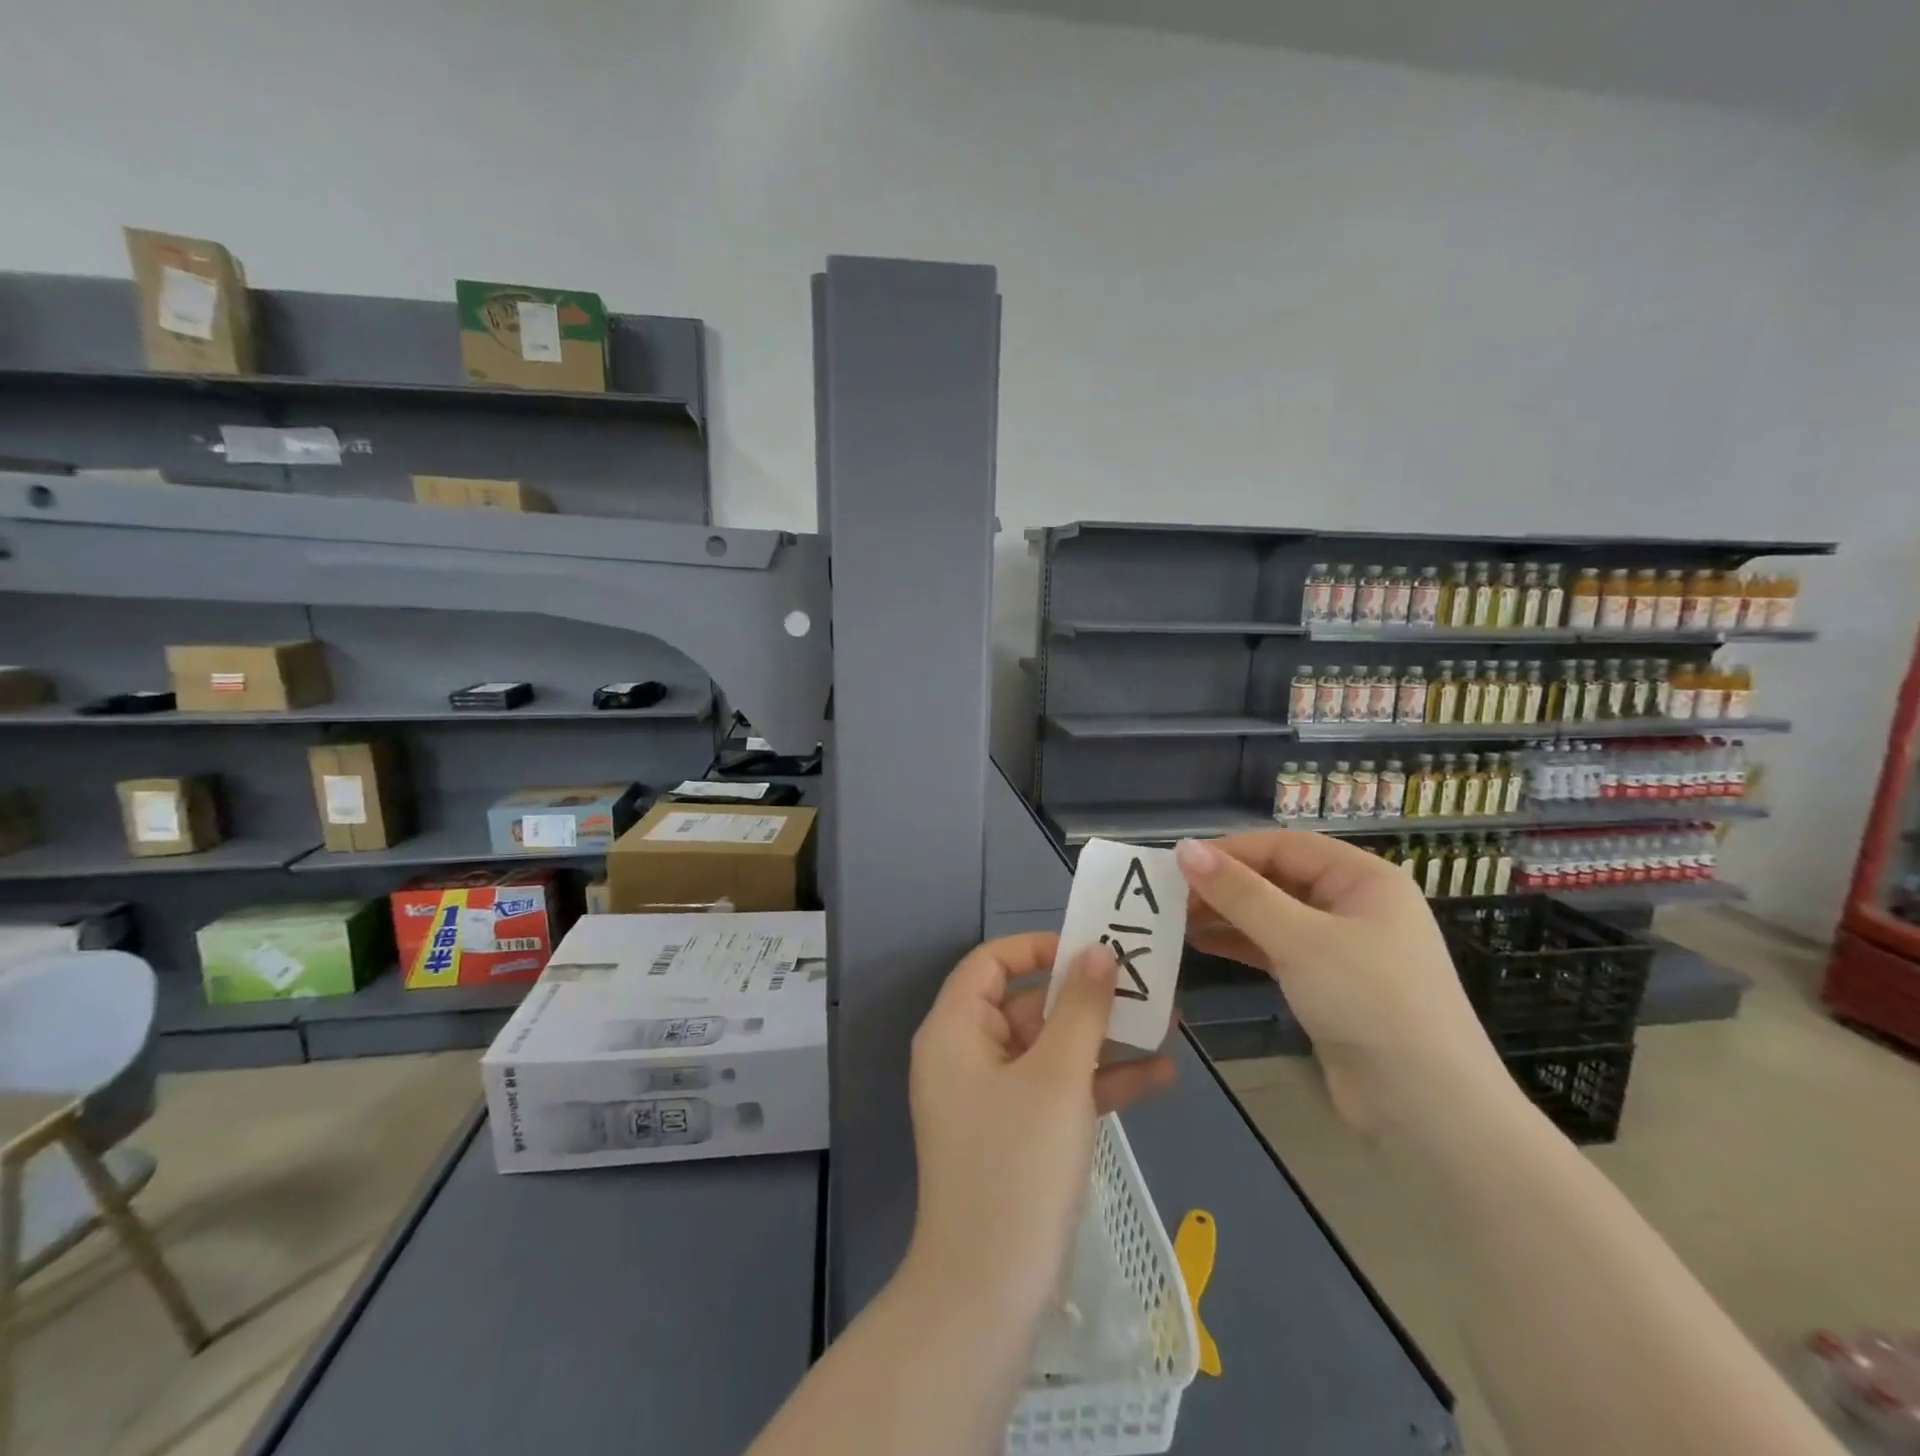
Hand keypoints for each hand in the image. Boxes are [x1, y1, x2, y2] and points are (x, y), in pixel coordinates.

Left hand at [906, 932, 1175, 1317]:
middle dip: (1086, 997)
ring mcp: (992, 1098)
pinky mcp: (1015, 1136)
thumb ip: (1081, 1009)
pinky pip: (1057, 1092)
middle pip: (1026, 1003)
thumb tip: (1098, 951)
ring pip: (1049, 1049)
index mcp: (955, 1030)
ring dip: (1103, 1039)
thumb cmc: (1017, 1166)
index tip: (1090, 949)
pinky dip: (1099, 1083)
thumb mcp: (1058, 1077)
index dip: (1038, 947)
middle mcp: (967, 1055)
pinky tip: (1159, 1077)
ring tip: (1166, 1023)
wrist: (988, 1296)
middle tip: (1144, 984)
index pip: (990, 962)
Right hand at [1175, 832, 1509, 1136]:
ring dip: (1228, 915)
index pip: (1284, 846)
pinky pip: (1276, 950)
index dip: (1230, 851)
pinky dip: (1240, 944)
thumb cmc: (1371, 1003)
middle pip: (1278, 879)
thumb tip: (1183, 848)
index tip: (1178, 865)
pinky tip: (1201, 944)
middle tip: (1170, 897)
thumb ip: (1239, 893)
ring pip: (1273, 916)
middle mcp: (1355, 905)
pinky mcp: (1328, 985)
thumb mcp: (1300, 940)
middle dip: (1225, 885)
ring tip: (1176, 920)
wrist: (1429, 1110)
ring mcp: (1343, 948)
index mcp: (1364, 879)